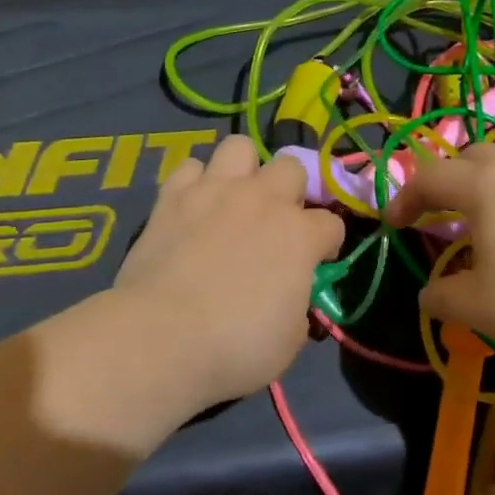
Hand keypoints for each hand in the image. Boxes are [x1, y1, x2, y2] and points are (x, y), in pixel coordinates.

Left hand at [113, 134, 344, 413]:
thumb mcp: (290, 339)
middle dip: (290, 191)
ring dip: (244, 169)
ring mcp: (216, 191)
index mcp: (300, 234)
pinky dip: (194, 183)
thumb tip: (291, 295)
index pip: (332, 223)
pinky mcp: (173, 196)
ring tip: (234, 197)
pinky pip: (190, 167)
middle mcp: (263, 200)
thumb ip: (298, 305)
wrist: (162, 338)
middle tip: (275, 222)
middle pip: (291, 167)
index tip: (316, 263)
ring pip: (240, 147)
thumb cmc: (236, 347)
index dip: (326, 244)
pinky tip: (192, 206)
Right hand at [385, 141, 494, 366]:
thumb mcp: (483, 310)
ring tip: (488, 229)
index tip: (393, 225)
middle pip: (473, 157)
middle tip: (442, 214)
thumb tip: (429, 292)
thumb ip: (445, 299)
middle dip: (449, 180)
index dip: (404, 198)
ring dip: (489, 191)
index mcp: (484, 186)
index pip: (429, 177)